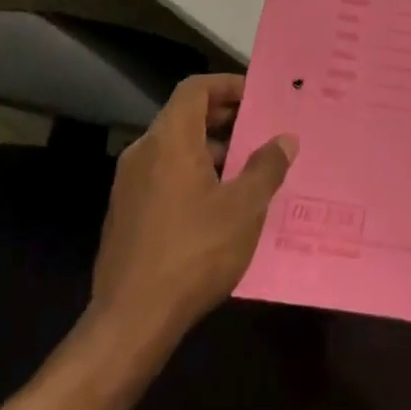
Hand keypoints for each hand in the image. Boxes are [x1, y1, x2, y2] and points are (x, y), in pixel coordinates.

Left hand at [86, 74, 296, 351]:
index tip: (257, 97)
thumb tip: (285, 139)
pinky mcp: (125, 216)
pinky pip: (163, 177)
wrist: (130, 324)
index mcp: (170, 140)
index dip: (227, 85)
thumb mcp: (244, 207)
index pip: (196, 89)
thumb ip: (267, 166)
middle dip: (224, 119)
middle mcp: (143, 153)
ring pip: (174, 149)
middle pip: (185, 117)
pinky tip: (219, 207)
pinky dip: (191, 176)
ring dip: (210, 151)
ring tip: (246, 171)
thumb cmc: (194, 253)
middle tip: (259, 131)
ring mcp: (129, 186)